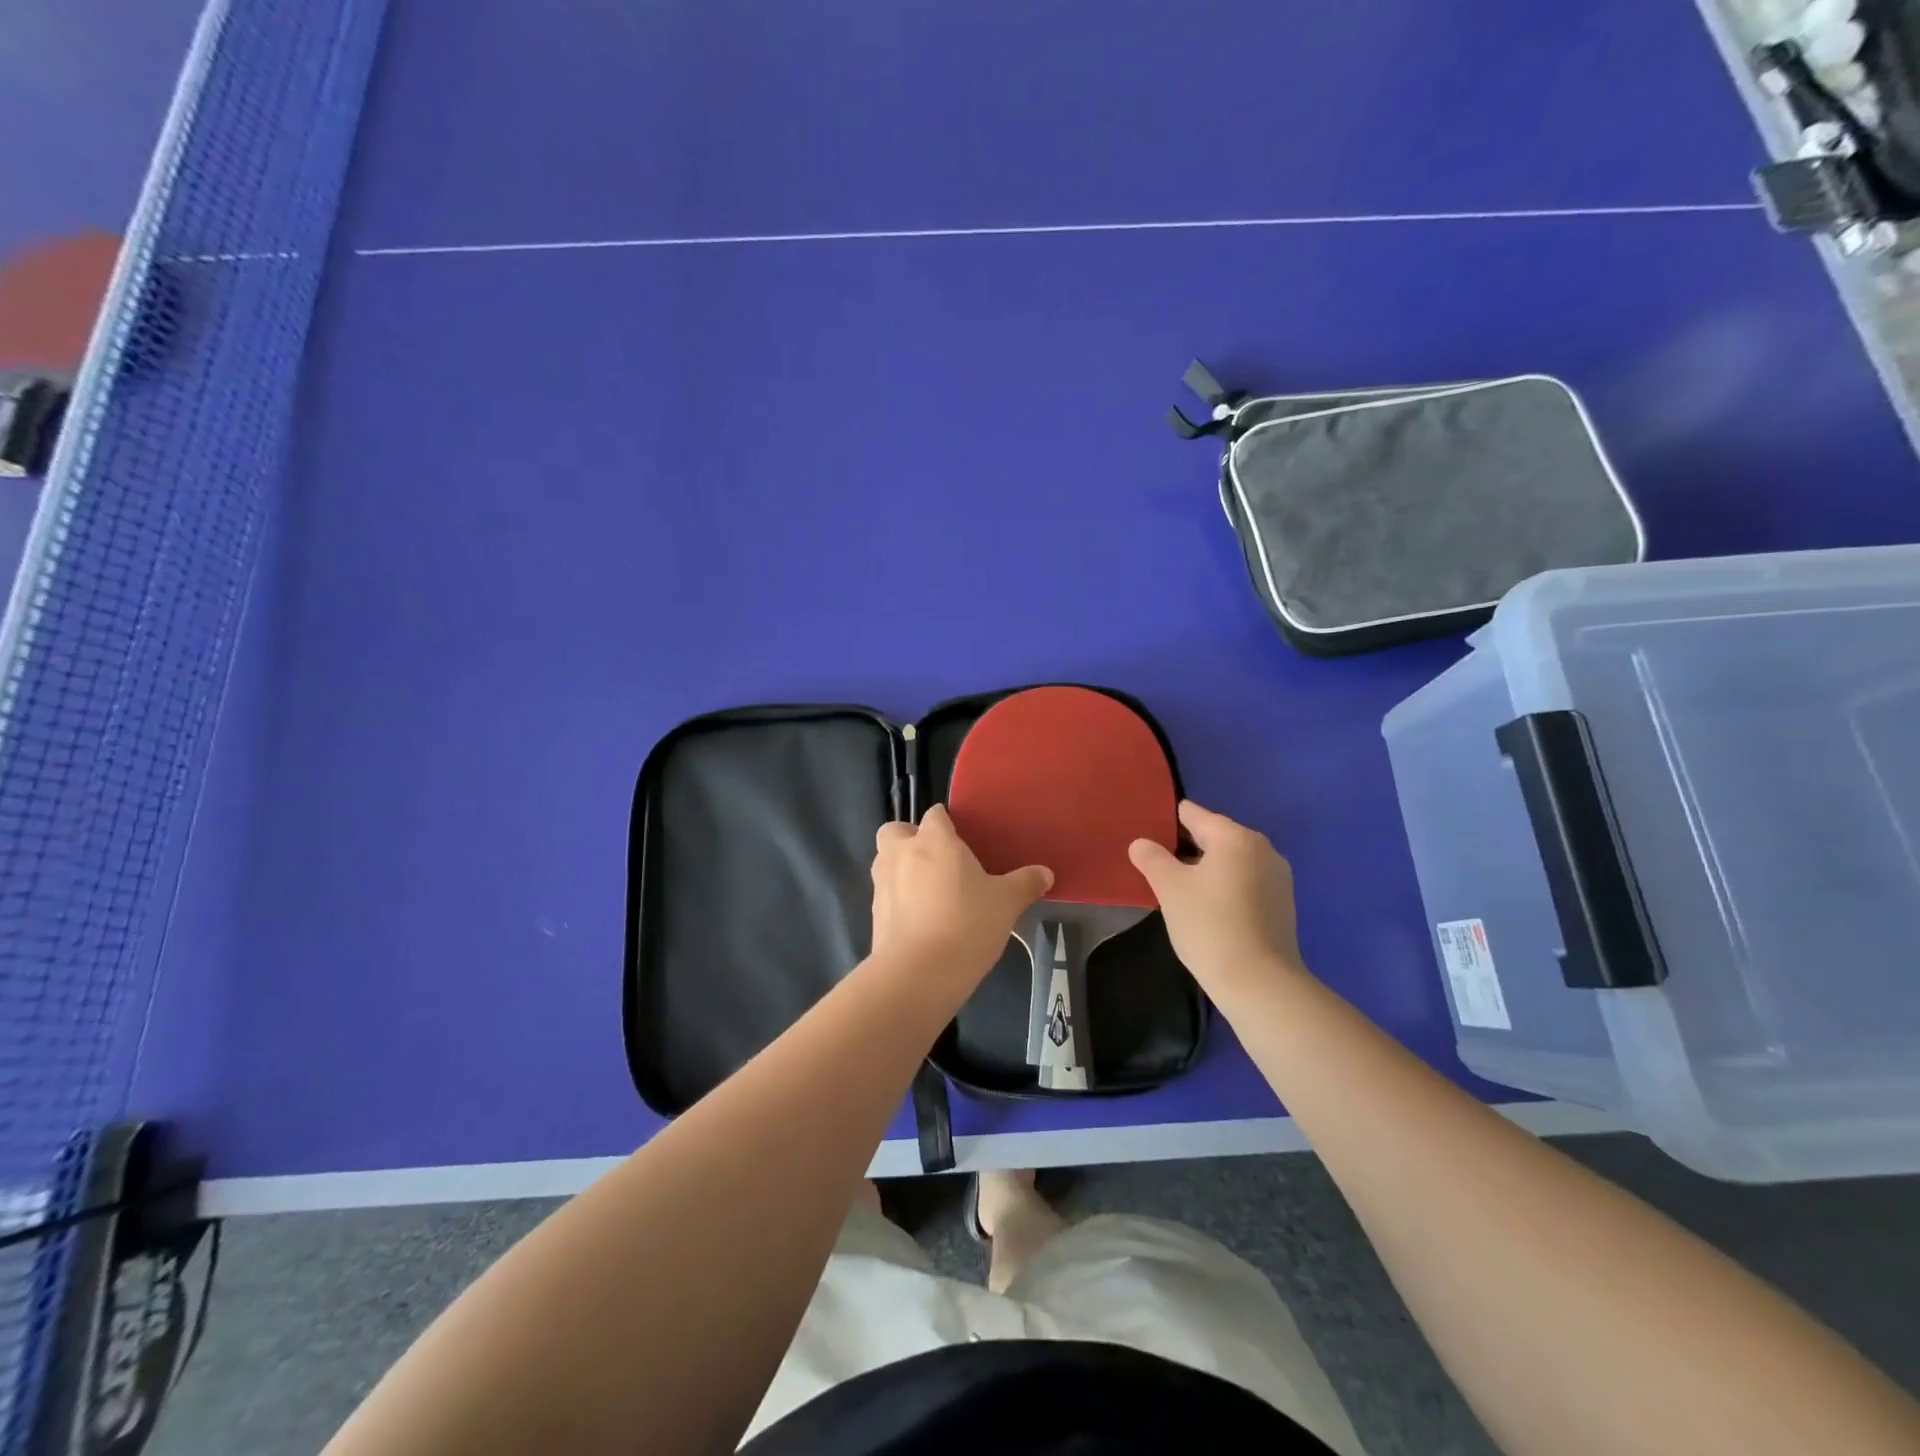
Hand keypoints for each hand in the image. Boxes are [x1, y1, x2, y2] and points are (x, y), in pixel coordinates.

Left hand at [870, 805, 1052, 985]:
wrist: (918, 974)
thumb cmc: (967, 923)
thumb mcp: (1006, 903)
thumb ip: (1025, 883)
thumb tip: (1045, 873)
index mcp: (934, 840)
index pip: (935, 814)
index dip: (946, 823)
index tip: (963, 839)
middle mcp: (901, 853)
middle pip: (895, 830)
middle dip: (910, 838)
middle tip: (937, 859)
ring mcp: (882, 884)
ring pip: (886, 862)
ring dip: (901, 868)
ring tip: (930, 892)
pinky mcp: (874, 914)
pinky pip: (886, 895)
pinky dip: (898, 901)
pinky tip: (922, 921)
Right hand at [1128, 800, 1305, 997]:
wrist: (1259, 983)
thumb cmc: (1209, 926)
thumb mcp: (1170, 888)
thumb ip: (1152, 858)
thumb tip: (1141, 843)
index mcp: (1235, 837)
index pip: (1193, 814)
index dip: (1166, 822)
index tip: (1146, 837)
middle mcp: (1262, 848)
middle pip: (1214, 836)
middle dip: (1185, 848)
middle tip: (1157, 867)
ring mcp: (1277, 877)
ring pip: (1231, 861)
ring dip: (1206, 869)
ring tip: (1179, 890)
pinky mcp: (1283, 904)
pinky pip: (1245, 882)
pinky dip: (1225, 887)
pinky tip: (1208, 910)